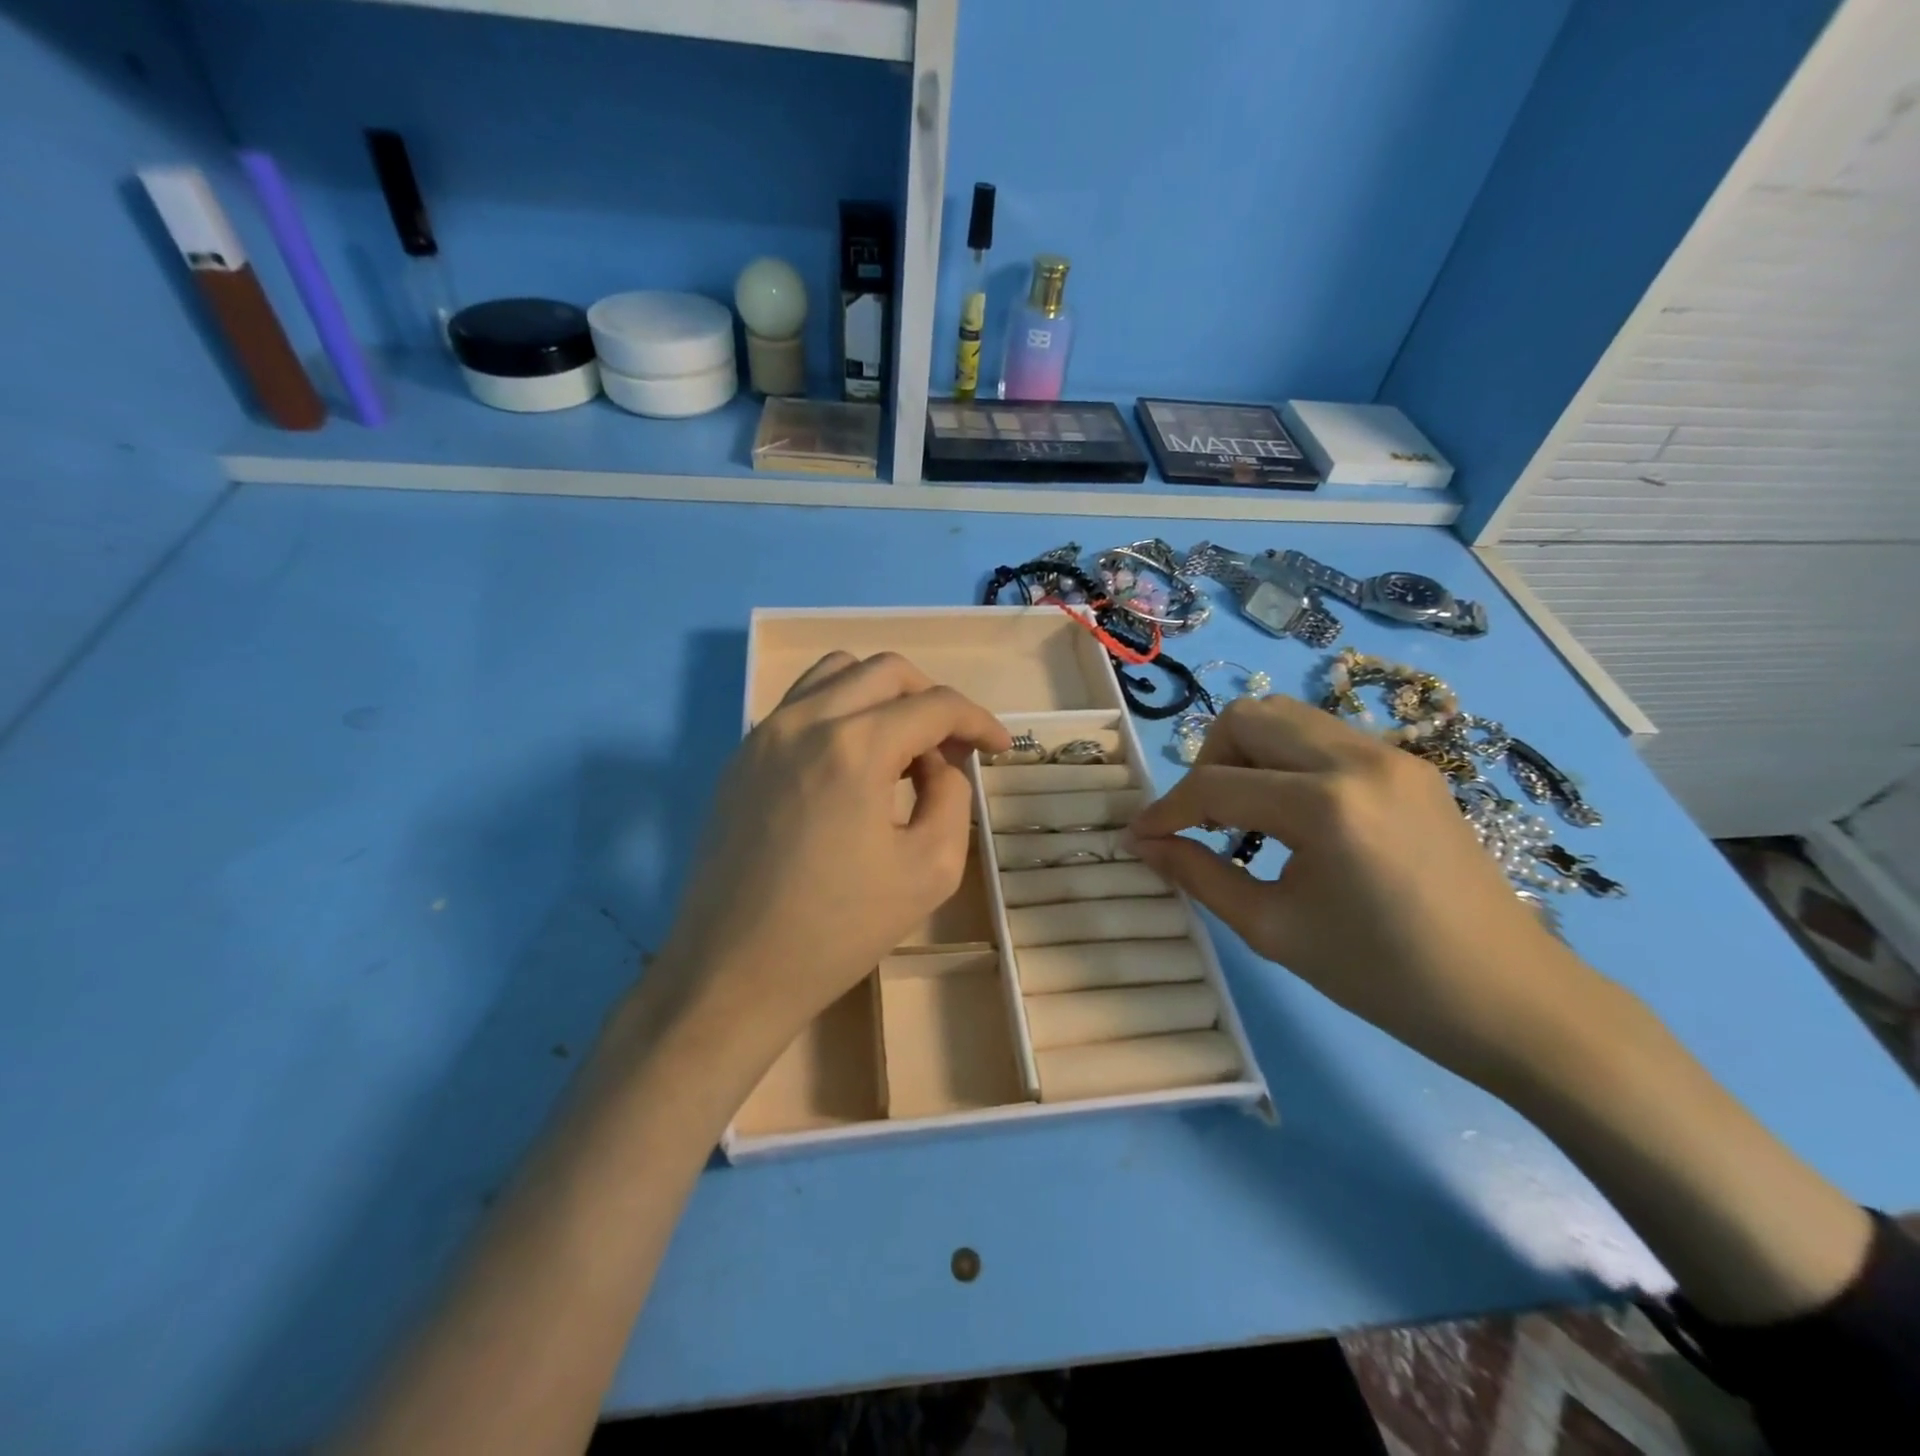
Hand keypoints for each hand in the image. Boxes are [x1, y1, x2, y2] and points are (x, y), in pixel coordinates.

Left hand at [641, 652, 1009, 1081]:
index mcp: (854, 747)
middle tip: (951, 747)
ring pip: (836, 673)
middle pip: (886, 671)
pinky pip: (800, 704)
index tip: (999, 748)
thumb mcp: (929, 870)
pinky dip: (841, 711)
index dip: (978, 721)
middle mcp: (804, 721)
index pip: (934, 705)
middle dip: (931, 699)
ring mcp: (764, 734)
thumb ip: (952, 797)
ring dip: (883, 695)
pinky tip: (852, 764)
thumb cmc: (838, 930)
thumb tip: (938, 763)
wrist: (733, 973)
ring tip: (901, 747)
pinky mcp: (740, 756)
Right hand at [1127, 694, 1601, 1086]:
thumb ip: (1199, 876)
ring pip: (1287, 717)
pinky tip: (1293, 818)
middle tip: (1203, 819)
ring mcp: (1392, 756)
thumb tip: (1144, 844)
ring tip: (1245, 816)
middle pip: (1248, 717)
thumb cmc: (1385, 977)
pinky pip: (1325, 738)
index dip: (1165, 811)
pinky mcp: (1411, 767)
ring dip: (1248, 755)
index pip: (1214, 785)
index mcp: (1326, 805)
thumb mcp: (1274, 930)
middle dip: (1207, 763)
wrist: (1513, 1000)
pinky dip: (1287, 762)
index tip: (1140, 836)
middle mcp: (1359, 759)